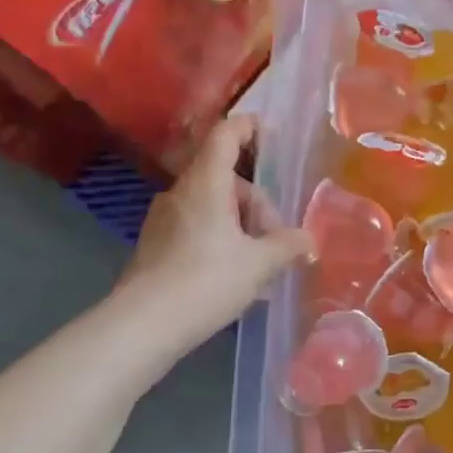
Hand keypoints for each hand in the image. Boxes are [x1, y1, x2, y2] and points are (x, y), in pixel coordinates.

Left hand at [114, 116, 311, 357]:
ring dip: (241, 225)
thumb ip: (287, 246)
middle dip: (258, 203)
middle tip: (277, 240)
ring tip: (261, 265)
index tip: (270, 132)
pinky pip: (198, 228)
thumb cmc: (206, 282)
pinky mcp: (156, 245)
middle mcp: (181, 193)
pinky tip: (236, 275)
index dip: (248, 127)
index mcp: (206, 185)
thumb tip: (309, 240)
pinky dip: (221, 240)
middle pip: (226, 178)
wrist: (144, 325)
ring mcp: (164, 219)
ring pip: (213, 206)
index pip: (225, 136)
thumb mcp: (259, 265)